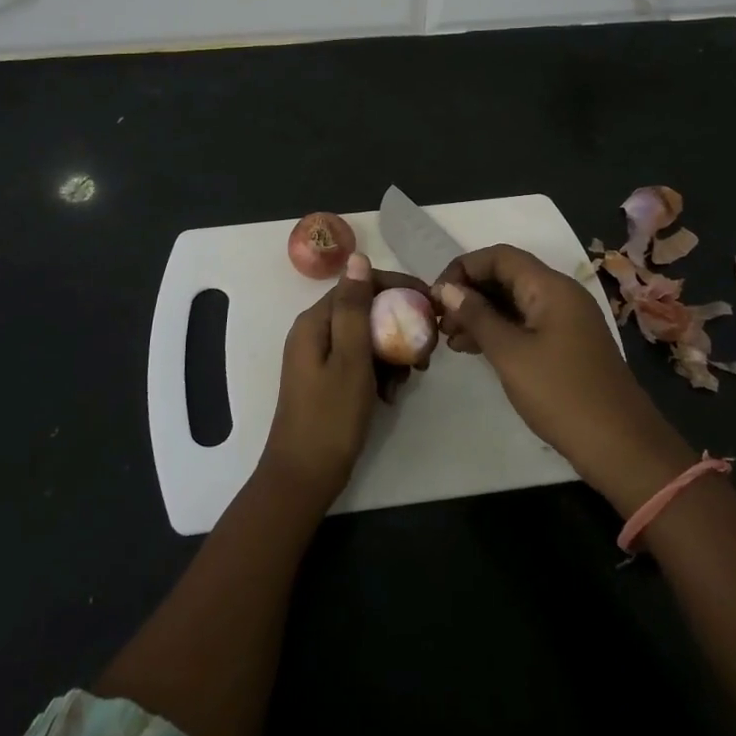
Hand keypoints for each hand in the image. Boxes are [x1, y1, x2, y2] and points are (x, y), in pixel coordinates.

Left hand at [261, 253, 430, 510]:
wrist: (304, 477)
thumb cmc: (330, 417)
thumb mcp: (350, 359)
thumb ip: (355, 308)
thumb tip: (357, 258)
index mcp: (314, 322)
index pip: (359, 285)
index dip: (397, 288)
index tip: (431, 305)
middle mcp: (314, 332)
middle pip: (364, 310)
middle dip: (398, 325)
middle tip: (427, 350)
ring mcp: (319, 357)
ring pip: (366, 337)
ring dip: (392, 352)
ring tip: (411, 378)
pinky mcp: (327, 379)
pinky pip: (360, 361)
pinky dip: (379, 372)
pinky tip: (392, 395)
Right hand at [434, 245, 683, 499]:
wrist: (619, 445)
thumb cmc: (561, 393)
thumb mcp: (510, 353)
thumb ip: (477, 316)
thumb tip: (447, 289)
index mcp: (551, 287)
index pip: (499, 256)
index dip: (463, 268)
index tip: (435, 296)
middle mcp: (560, 294)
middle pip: (507, 276)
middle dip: (469, 292)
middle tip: (439, 321)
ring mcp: (565, 320)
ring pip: (514, 302)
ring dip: (480, 314)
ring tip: (449, 339)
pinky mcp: (566, 345)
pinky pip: (525, 324)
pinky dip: (498, 331)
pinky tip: (473, 350)